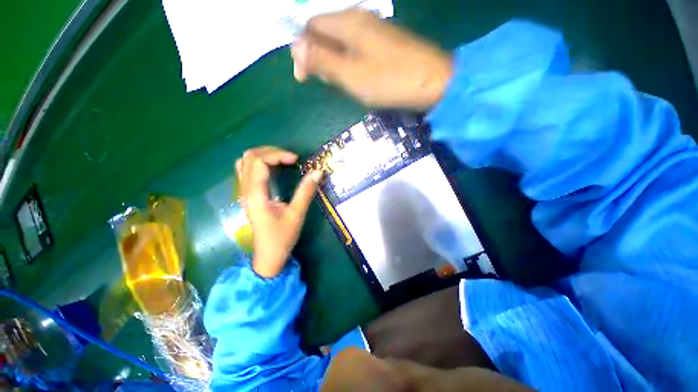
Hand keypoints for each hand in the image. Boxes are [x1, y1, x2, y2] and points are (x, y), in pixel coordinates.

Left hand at [236, 147, 322, 277]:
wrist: (268, 256)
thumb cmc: (282, 237)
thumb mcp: (296, 214)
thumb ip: (306, 192)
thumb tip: (317, 172)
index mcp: (256, 194)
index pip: (259, 162)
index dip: (278, 155)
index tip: (296, 160)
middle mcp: (246, 190)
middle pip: (249, 157)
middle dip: (271, 152)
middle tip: (290, 158)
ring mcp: (244, 193)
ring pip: (245, 162)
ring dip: (263, 155)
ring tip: (282, 159)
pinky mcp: (248, 196)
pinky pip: (246, 171)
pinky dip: (258, 163)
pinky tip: (272, 169)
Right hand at [291, 10, 452, 109]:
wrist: (431, 81)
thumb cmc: (390, 81)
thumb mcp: (351, 75)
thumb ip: (323, 60)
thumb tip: (296, 48)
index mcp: (347, 23)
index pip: (310, 26)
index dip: (302, 50)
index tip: (304, 77)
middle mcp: (358, 18)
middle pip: (324, 32)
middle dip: (318, 57)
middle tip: (328, 82)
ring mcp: (372, 28)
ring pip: (339, 41)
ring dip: (333, 61)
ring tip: (341, 82)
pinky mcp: (382, 41)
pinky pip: (355, 47)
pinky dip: (348, 61)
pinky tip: (355, 76)